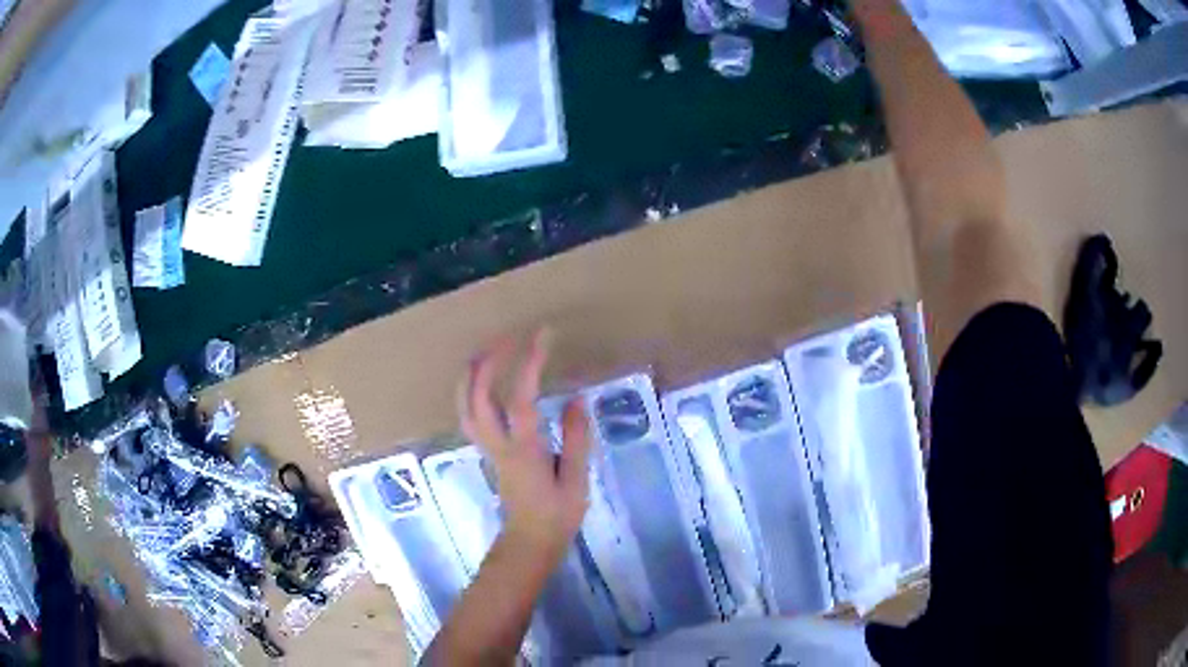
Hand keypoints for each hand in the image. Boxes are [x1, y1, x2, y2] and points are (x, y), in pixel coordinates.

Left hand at [458, 329, 592, 557]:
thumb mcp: (576, 479)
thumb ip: (575, 438)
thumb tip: (577, 399)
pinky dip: (470, 390)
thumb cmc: (558, 514)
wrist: (530, 540)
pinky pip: (469, 414)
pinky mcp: (486, 451)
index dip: (529, 364)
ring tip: (486, 349)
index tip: (542, 335)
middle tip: (508, 336)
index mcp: (523, 450)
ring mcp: (487, 447)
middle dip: (489, 360)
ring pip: (465, 405)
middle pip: (479, 396)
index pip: (521, 399)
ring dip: (472, 373)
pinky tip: (480, 381)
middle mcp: (498, 444)